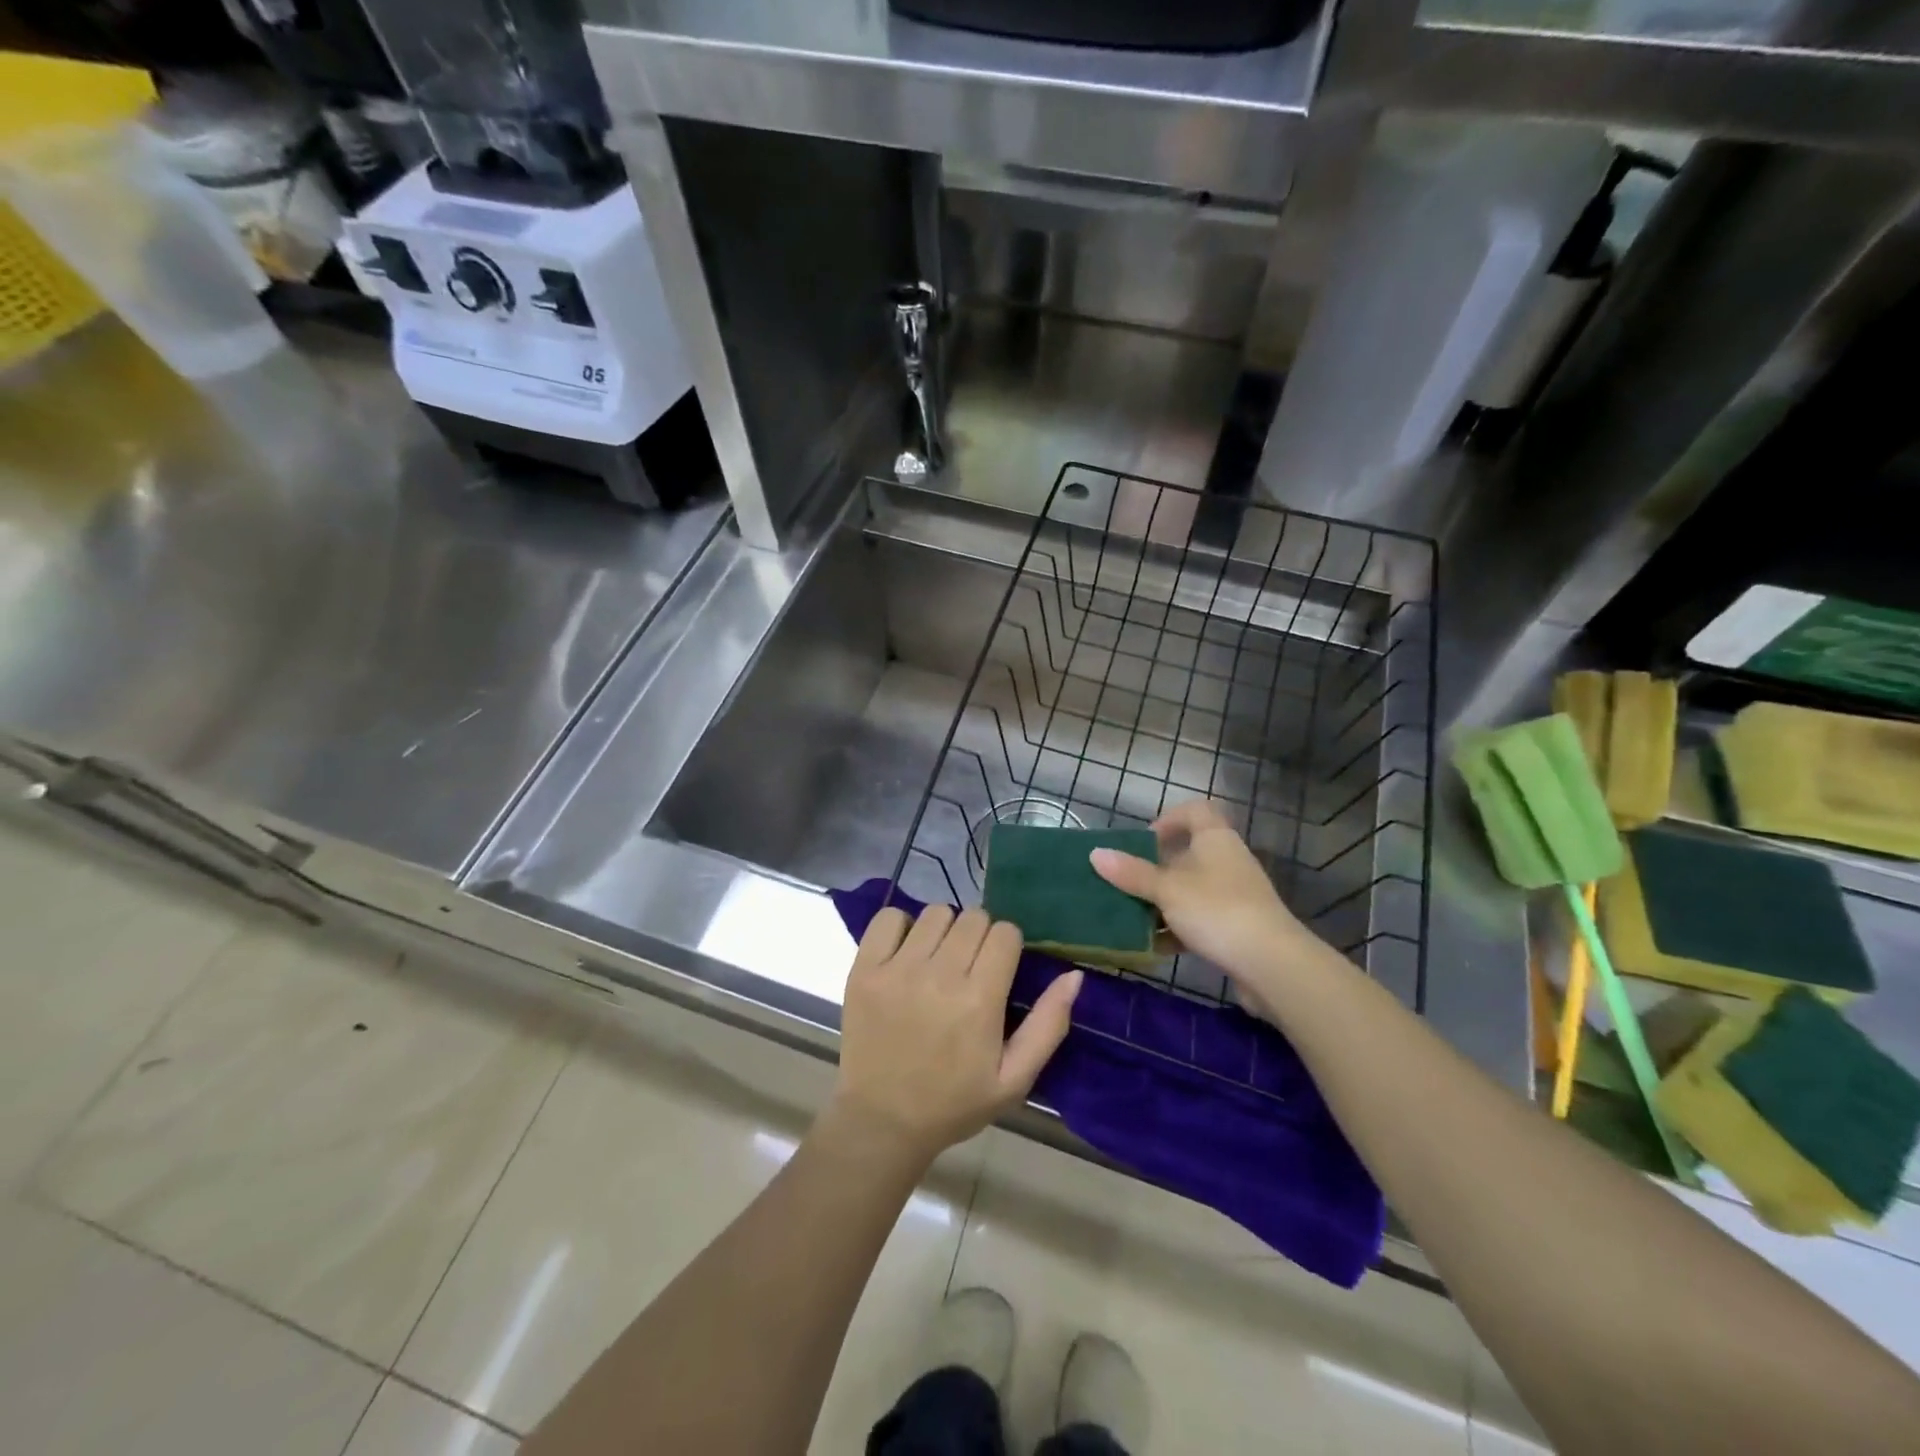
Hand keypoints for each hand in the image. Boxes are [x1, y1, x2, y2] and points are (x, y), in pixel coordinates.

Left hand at [831, 905, 1081, 1166]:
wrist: (882, 1121)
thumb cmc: (955, 1102)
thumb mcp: (1014, 1079)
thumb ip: (1048, 1025)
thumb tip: (1074, 975)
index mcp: (979, 1000)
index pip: (1005, 933)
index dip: (1008, 947)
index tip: (999, 970)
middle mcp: (938, 975)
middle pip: (973, 917)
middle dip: (979, 937)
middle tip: (970, 968)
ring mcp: (897, 969)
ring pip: (935, 912)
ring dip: (944, 931)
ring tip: (938, 961)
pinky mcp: (864, 969)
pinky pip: (889, 917)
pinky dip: (901, 927)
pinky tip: (906, 954)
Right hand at [1089, 800, 1317, 1019]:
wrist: (1272, 965)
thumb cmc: (1217, 911)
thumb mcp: (1167, 890)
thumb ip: (1132, 873)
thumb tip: (1095, 853)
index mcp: (1215, 840)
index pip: (1195, 811)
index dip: (1168, 819)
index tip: (1143, 841)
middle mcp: (1227, 861)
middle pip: (1188, 854)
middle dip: (1155, 868)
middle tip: (1126, 882)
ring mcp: (1234, 896)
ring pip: (1191, 890)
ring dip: (1163, 902)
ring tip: (1132, 917)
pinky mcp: (1237, 928)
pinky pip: (1200, 920)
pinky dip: (1177, 929)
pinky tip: (1155, 947)